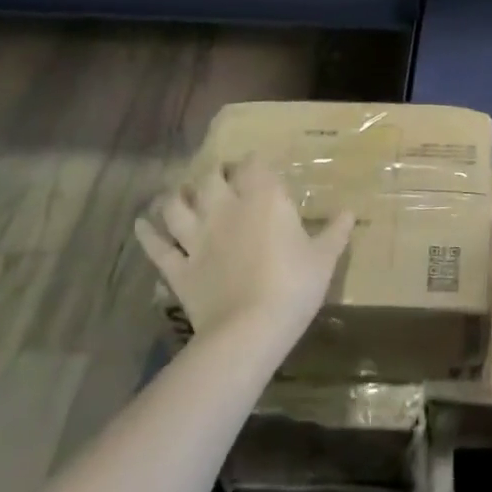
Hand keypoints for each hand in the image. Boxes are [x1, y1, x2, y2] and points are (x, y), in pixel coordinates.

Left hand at [134, 156, 353, 345]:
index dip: (254, 161)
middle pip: (210, 179)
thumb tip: (350, 211)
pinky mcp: (178, 268)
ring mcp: (197, 238)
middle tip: (221, 176)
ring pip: (176, 206)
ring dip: (176, 197)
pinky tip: (141, 224)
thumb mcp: (325, 258)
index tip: (258, 163)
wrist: (249, 330)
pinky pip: (157, 247)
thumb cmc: (294, 286)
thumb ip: (335, 231)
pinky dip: (147, 234)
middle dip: (214, 173)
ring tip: (179, 194)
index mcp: (263, 200)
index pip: (254, 166)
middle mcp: (225, 209)